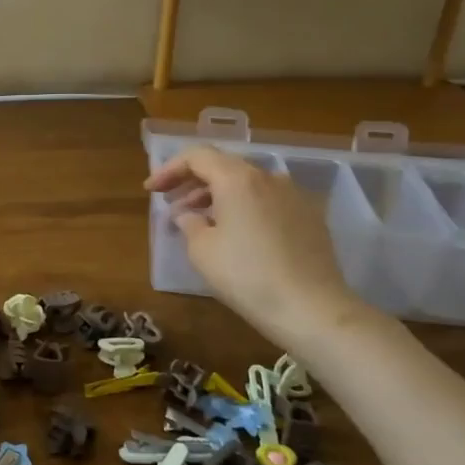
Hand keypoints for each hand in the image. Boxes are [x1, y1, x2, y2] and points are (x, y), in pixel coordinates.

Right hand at [145, 145, 372, 345]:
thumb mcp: (202, 250)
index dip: (169, 170)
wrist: (312, 308)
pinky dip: (245, 208)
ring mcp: (294, 196)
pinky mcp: (310, 217)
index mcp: (237, 179)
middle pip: (223, 166)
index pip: (197, 156)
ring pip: (247, 184)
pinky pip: (268, 201)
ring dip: (219, 196)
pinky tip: (236, 234)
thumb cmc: (247, 275)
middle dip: (193, 182)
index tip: (152, 190)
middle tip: (173, 205)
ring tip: (201, 221)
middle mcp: (268, 178)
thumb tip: (188, 215)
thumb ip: (188, 223)